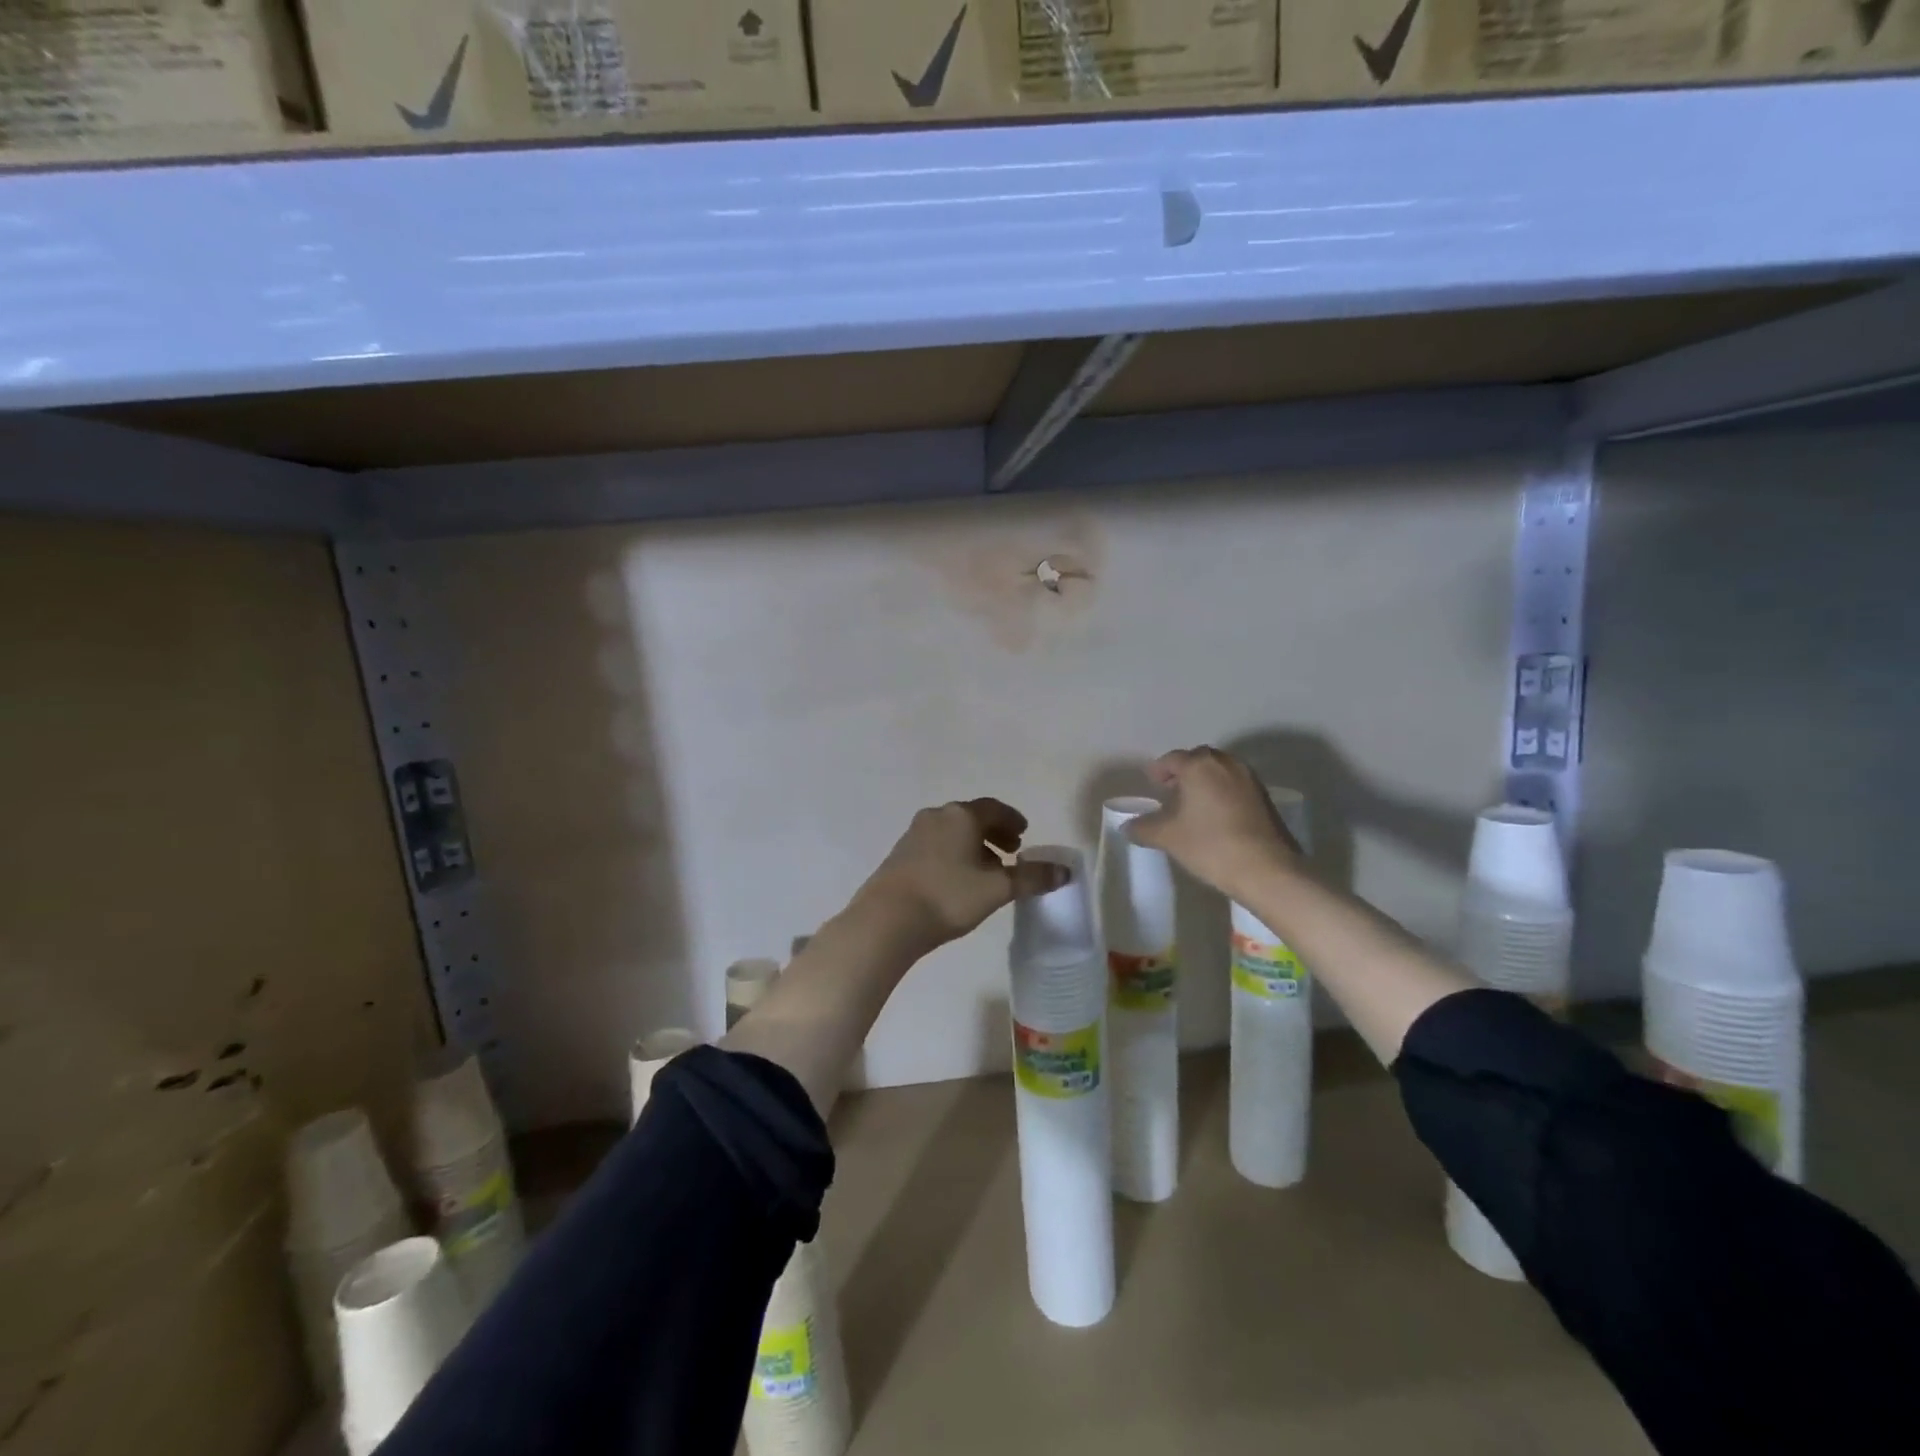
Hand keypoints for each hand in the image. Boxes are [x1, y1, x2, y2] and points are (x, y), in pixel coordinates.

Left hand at [849, 799, 1068, 956]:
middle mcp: (937, 816)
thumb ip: (1031, 878)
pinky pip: (936, 845)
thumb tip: (1064, 871)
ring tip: (987, 870)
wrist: (887, 919)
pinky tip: (957, 880)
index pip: (994, 808)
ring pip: (952, 832)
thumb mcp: (996, 889)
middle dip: (994, 832)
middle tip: (1011, 851)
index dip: (1012, 819)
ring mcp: (914, 834)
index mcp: (962, 816)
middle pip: (972, 818)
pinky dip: (953, 853)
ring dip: (973, 845)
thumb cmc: (948, 896)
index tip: (1024, 832)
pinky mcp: (900, 854)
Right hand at [1128, 747, 1302, 900]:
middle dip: (1183, 771)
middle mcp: (1226, 763)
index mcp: (1199, 766)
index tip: (1151, 782)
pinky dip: (1222, 791)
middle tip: (1170, 789)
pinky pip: (1235, 784)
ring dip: (1204, 780)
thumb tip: (1128, 826)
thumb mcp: (1167, 837)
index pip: (1172, 759)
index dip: (1159, 769)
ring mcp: (1249, 778)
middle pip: (1199, 759)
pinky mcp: (1264, 797)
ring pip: (1220, 770)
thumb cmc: (1210, 844)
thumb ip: (1143, 828)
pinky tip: (1215, 814)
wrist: (1266, 868)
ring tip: (1192, 803)